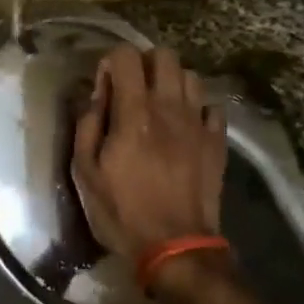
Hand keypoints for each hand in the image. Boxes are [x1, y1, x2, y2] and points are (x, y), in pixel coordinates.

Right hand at [72, 45, 226, 263]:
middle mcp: (170, 107)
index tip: (104, 86)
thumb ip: (87, 125)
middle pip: (165, 56)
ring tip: (159, 106)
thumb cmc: (122, 212)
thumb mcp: (86, 172)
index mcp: (134, 112)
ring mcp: (198, 123)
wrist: (175, 247)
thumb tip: (95, 95)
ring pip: (191, 76)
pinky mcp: (217, 142)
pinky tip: (185, 126)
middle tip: (132, 90)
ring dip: (172, 83)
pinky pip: (212, 107)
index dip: (112, 62)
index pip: (127, 56)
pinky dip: (197, 108)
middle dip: (145, 64)